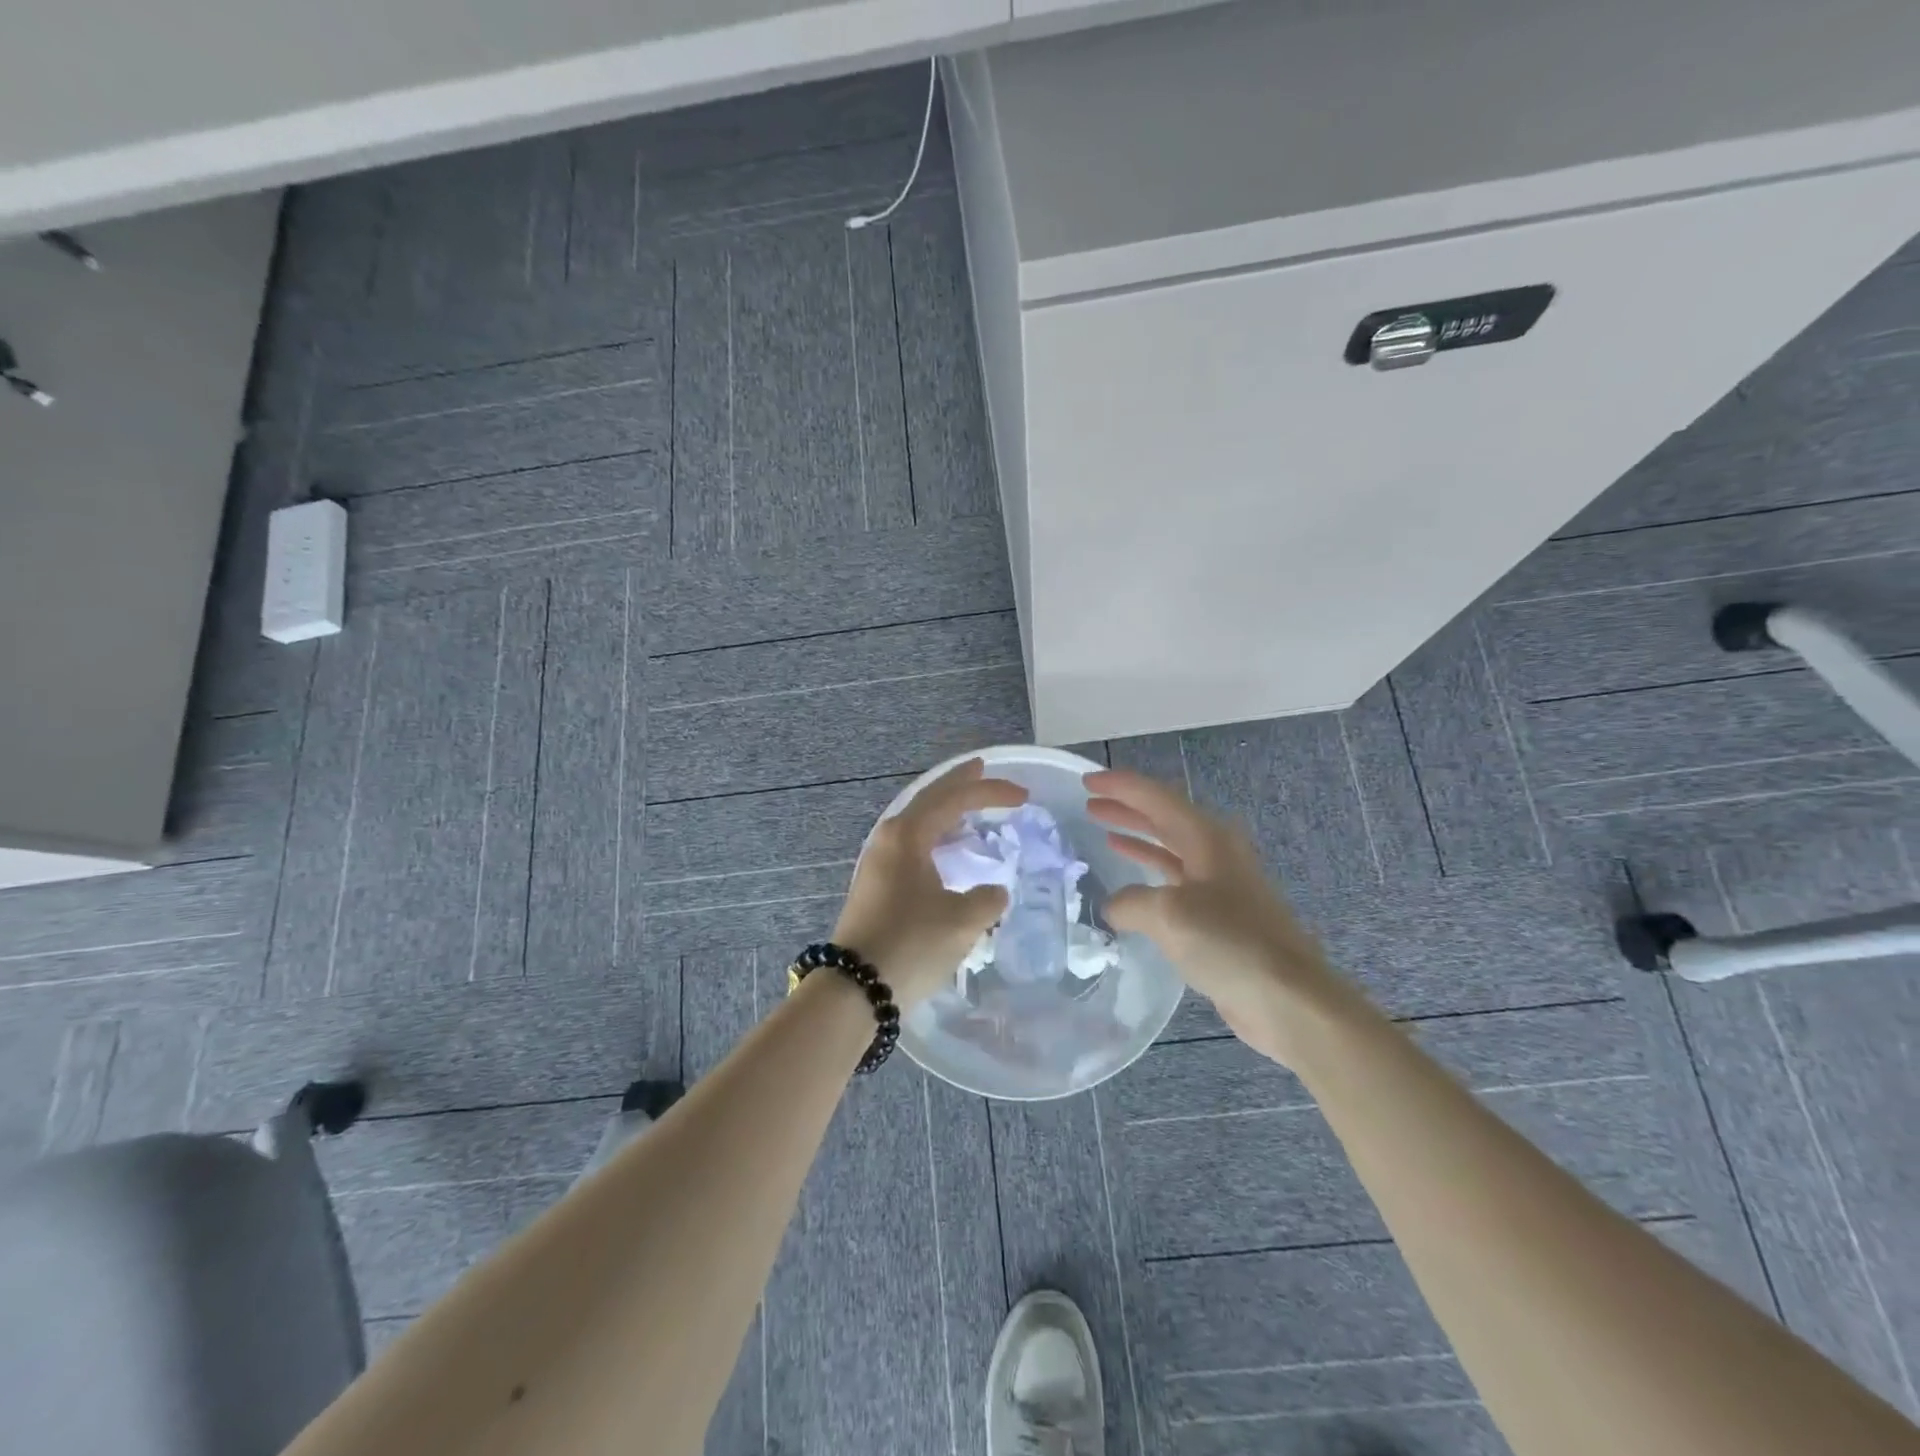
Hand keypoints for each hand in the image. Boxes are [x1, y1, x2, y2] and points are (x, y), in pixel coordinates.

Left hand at [833, 758, 1027, 1010]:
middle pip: (930, 799)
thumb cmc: (910, 944)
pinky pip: (913, 844)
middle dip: (960, 785)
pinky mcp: (878, 884)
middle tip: (984, 771)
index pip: (954, 799)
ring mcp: (879, 861)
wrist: (854, 988)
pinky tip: (948, 850)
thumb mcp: (961, 921)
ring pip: (919, 822)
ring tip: (970, 807)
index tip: (1022, 796)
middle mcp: (889, 838)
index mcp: (908, 835)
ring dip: (946, 811)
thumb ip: (987, 899)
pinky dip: (936, 836)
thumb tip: (993, 892)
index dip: (990, 792)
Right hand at [1085, 768, 1347, 1063]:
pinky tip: (1130, 887)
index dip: (1121, 786)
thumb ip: (1131, 902)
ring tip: (1104, 832)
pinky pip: (1175, 883)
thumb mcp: (1169, 914)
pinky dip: (1150, 876)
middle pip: (1165, 819)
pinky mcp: (1220, 918)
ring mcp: (1220, 885)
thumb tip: (1114, 907)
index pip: (1157, 798)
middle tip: (1091, 803)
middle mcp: (1216, 853)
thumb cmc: (1229, 943)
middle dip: (1127, 809)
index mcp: (1207, 838)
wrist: (1287, 998)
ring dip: (1138, 839)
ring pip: (1170, 849)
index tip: (1087, 780)